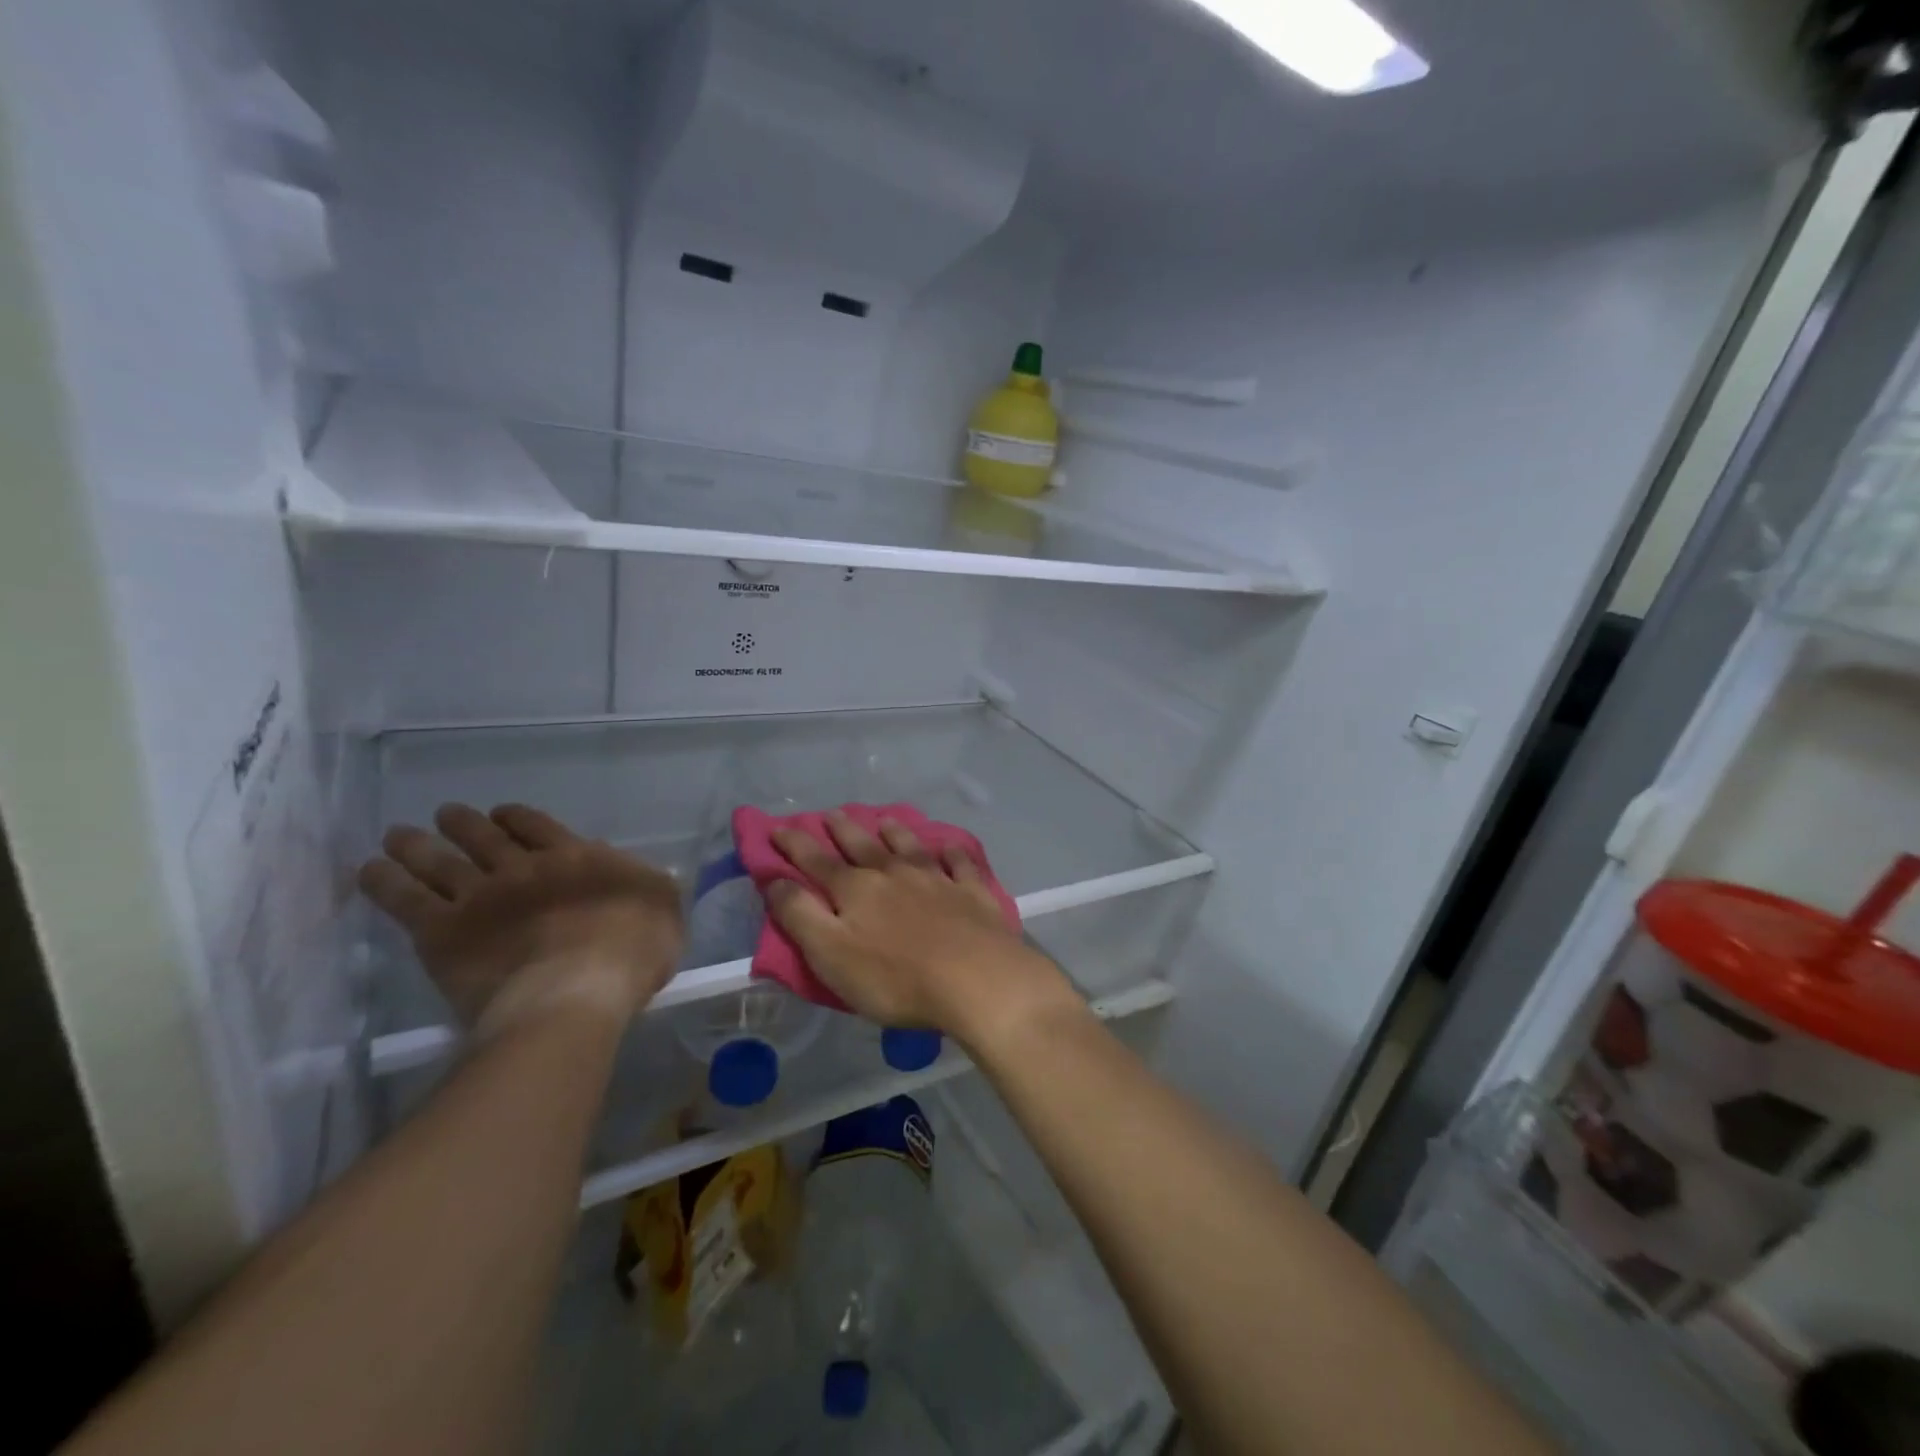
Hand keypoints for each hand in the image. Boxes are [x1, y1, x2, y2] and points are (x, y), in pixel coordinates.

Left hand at [359, 803, 682, 1037]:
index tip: (501, 815)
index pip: (537, 826)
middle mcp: (523, 867)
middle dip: (464, 824)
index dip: (516, 818)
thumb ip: (648, 882)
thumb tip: (633, 870)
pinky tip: (369, 870)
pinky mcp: (442, 932)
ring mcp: (479, 896)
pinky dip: (384, 882)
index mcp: (575, 857)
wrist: (575, 991)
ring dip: (418, 844)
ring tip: (398, 835)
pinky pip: (404, 900)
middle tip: (447, 815)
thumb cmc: (631, 952)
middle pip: (484, 837)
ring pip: (440, 860)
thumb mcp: (663, 907)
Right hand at [767, 812, 1080, 1051]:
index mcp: (856, 890)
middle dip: (842, 829)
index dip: (794, 845)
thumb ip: (800, 916)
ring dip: (895, 832)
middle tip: (831, 813)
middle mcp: (894, 874)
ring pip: (910, 847)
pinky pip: (960, 864)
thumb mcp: (830, 954)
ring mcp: (937, 880)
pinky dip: (952, 853)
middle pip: (863, 846)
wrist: (976, 980)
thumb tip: (776, 880)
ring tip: (884, 820)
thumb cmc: (895, 977)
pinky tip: (950, 847)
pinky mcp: (972, 894)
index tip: (778, 828)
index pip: (816, 861)